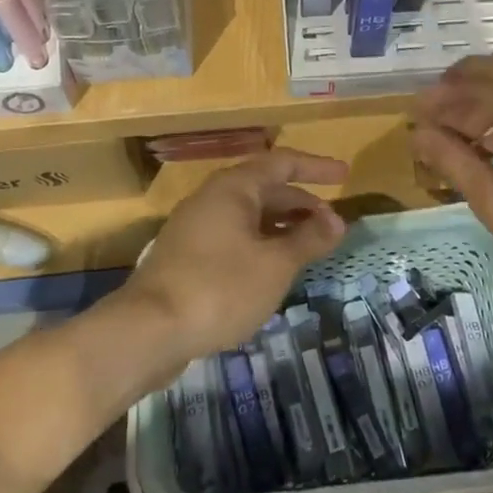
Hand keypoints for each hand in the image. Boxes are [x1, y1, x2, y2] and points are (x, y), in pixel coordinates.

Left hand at [121, 149, 348, 362]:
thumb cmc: (220, 287)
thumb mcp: (275, 264)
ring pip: (248, 216)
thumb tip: (337, 220)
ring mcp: (195, 227)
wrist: (148, 330)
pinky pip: (234, 237)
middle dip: (301, 203)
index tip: (344, 176)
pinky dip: (261, 244)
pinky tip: (273, 270)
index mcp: (233, 188)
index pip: (282, 163)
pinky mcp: (187, 257)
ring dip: (282, 226)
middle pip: (265, 189)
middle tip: (332, 224)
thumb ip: (308, 239)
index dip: (316, 167)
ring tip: (309, 247)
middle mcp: (212, 198)